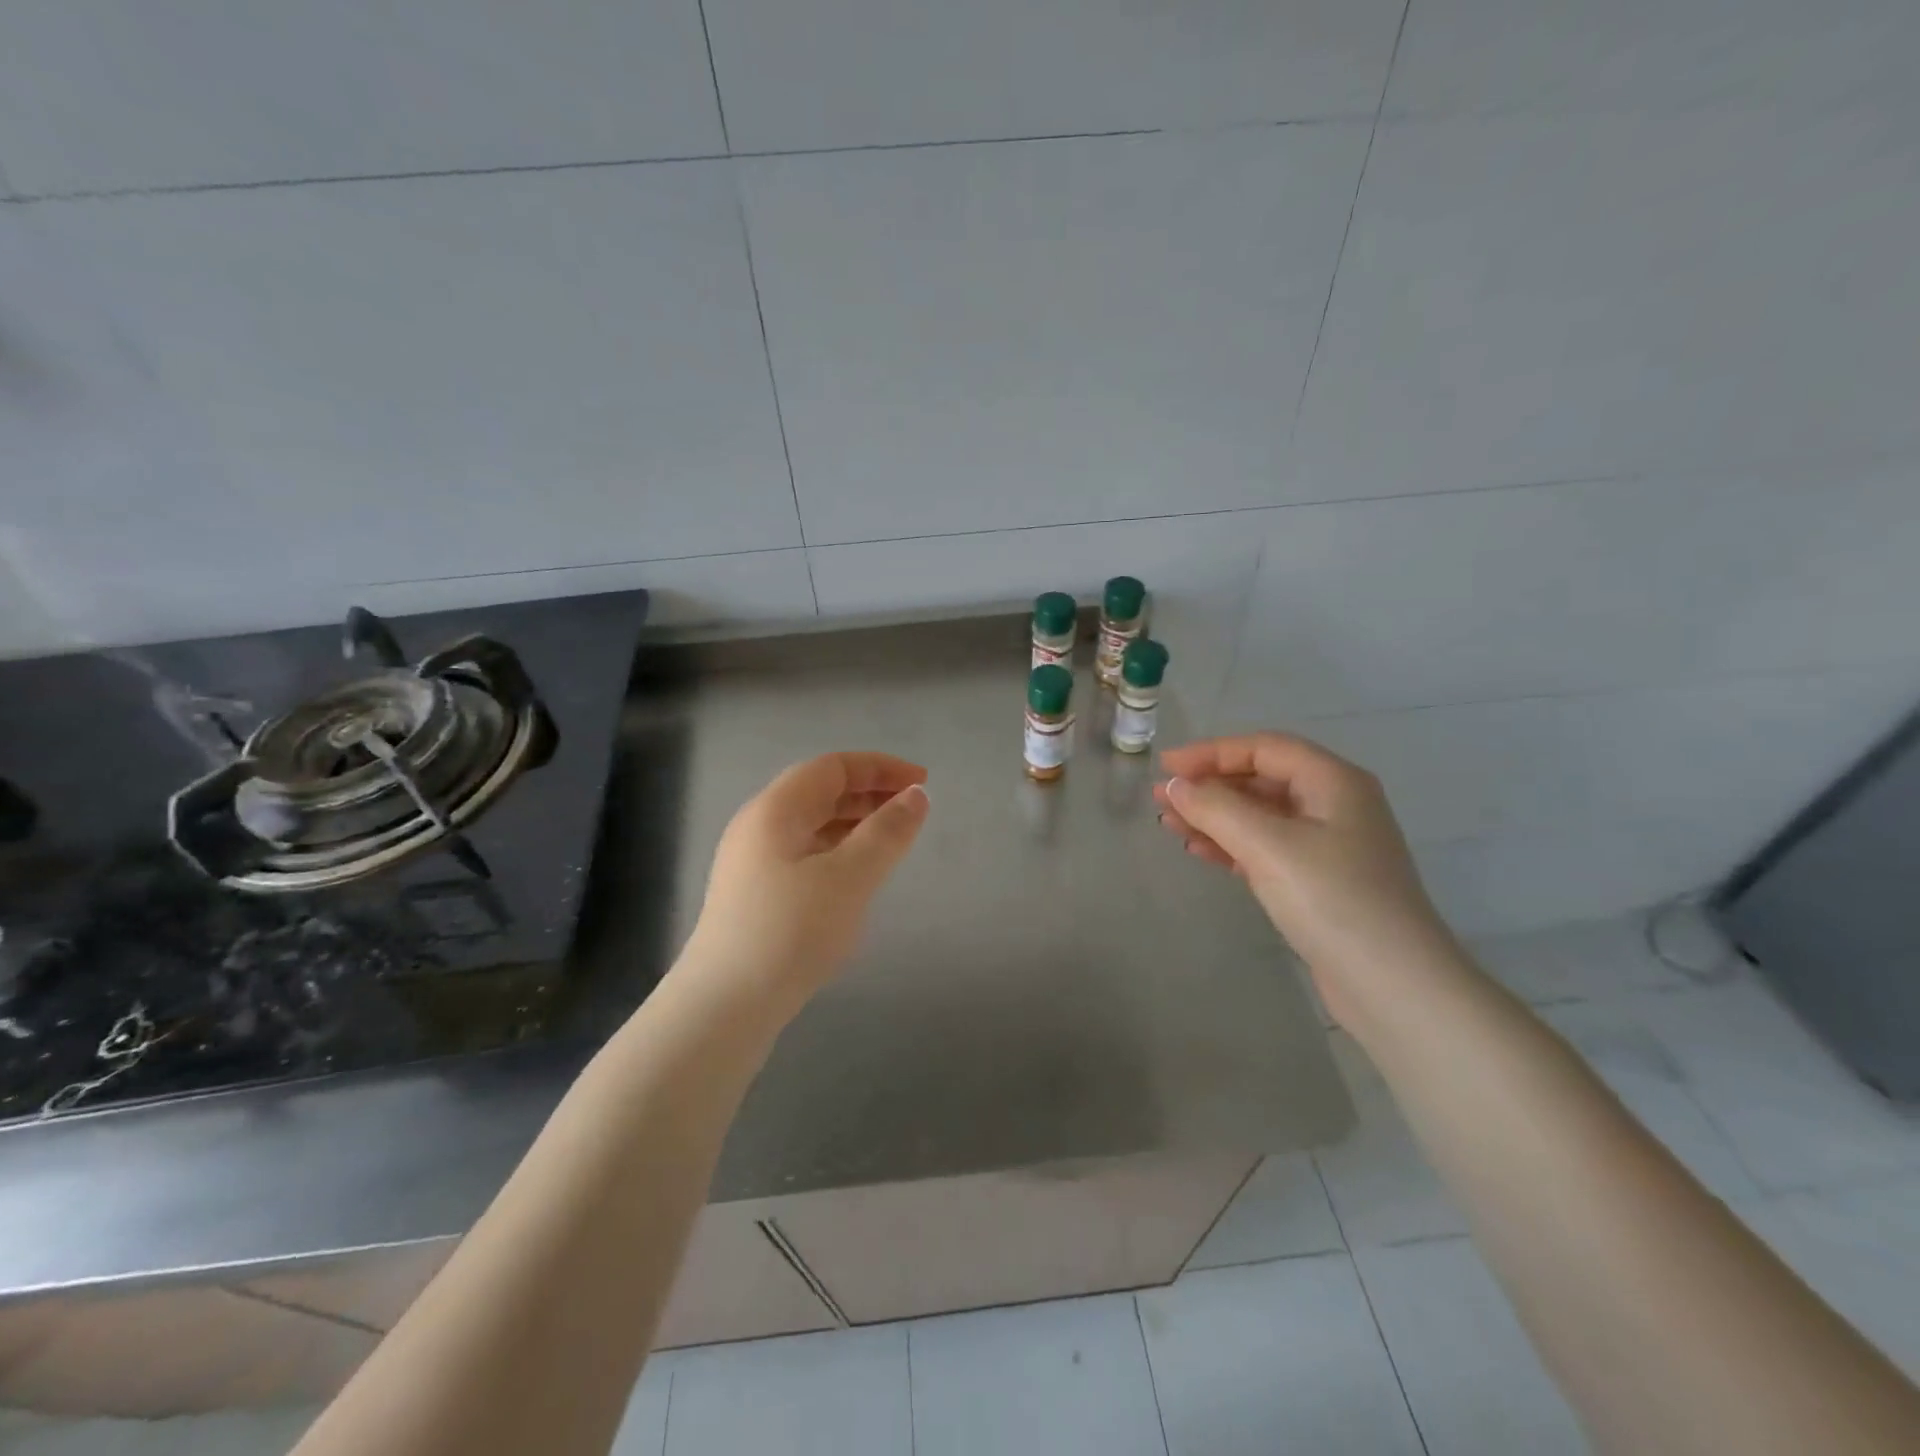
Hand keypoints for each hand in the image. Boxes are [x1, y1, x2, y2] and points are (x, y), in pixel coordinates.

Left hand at [680, 752, 930, 1009]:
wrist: (724, 1007)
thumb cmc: (790, 931)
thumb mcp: (849, 877)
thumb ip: (887, 832)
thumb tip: (917, 795)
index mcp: (775, 809)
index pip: (833, 767)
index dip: (880, 767)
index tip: (923, 782)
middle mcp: (758, 826)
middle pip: (820, 792)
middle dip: (870, 793)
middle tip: (913, 810)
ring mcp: (752, 863)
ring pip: (812, 825)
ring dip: (855, 823)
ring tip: (893, 840)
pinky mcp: (755, 896)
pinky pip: (805, 854)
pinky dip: (838, 851)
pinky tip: (857, 876)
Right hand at [1154, 733, 1452, 1022]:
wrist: (1393, 986)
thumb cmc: (1333, 900)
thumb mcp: (1268, 845)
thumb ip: (1216, 808)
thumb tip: (1175, 785)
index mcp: (1334, 782)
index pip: (1264, 749)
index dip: (1211, 752)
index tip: (1166, 768)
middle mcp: (1335, 805)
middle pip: (1262, 779)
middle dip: (1210, 786)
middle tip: (1161, 799)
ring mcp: (1329, 846)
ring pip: (1261, 816)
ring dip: (1215, 816)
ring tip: (1169, 824)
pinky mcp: (1319, 882)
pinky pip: (1266, 848)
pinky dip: (1231, 845)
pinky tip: (1198, 850)